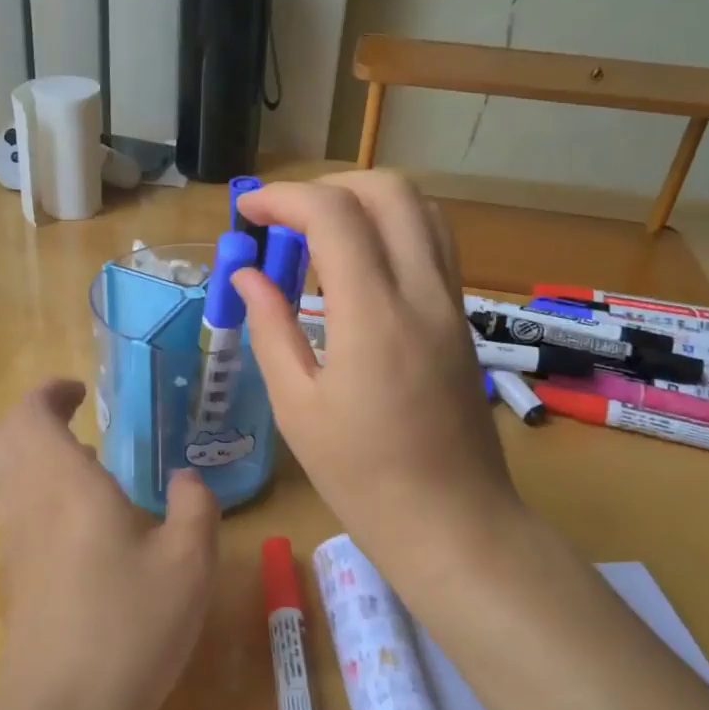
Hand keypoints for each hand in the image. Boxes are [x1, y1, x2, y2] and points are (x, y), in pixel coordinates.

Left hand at [0, 380, 218, 709]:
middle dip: (35, 416)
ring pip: (4, 472)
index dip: (50, 392)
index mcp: (65, 484)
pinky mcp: (14, 575)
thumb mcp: (188, 564)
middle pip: (4, 437)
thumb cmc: (129, 628)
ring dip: (36, 452)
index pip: (30, 413)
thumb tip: (186, 479)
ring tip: (89, 463)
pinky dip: (38, 488)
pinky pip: (14, 506)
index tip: (82, 390)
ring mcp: (14, 541)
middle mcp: (28, 502)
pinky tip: (86, 519)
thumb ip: (194, 507)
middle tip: (79, 417)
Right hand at [232, 172, 526, 583]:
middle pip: (388, 190)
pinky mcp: (461, 319)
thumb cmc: (363, 478)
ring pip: (420, 209)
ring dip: (365, 203)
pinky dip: (392, 230)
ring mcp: (451, 303)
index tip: (247, 212)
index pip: (333, 216)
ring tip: (320, 238)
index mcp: (374, 317)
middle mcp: (422, 293)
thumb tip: (248, 276)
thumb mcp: (297, 408)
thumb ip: (270, 329)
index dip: (283, 198)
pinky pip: (433, 245)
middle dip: (328, 187)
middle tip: (285, 221)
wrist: (454, 522)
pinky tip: (358, 268)